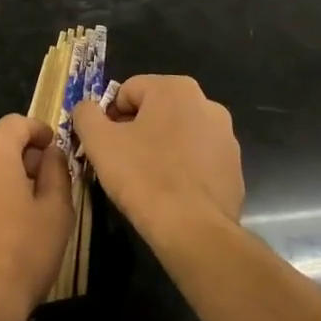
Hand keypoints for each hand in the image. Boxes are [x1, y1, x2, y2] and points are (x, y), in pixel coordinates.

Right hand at [72, 75, 243, 235]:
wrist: (194, 232)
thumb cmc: (144, 177)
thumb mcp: (99, 142)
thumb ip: (86, 114)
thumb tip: (87, 109)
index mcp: (175, 89)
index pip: (127, 91)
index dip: (109, 117)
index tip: (104, 145)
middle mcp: (206, 103)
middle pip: (155, 110)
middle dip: (135, 131)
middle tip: (121, 161)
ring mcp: (225, 137)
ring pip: (178, 134)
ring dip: (159, 148)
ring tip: (146, 179)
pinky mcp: (235, 167)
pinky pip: (197, 159)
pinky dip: (182, 169)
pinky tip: (170, 193)